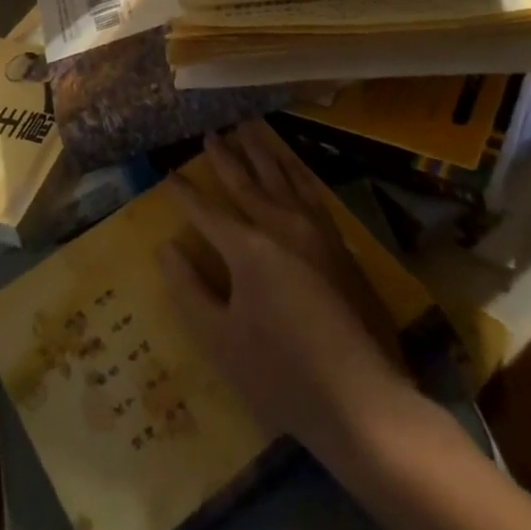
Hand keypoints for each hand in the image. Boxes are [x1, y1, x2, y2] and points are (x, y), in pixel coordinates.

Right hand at [158, 124, 432, 463]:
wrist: (364, 402)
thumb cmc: (281, 375)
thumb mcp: (219, 340)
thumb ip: (188, 290)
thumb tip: (166, 248)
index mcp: (249, 250)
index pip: (207, 212)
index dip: (185, 192)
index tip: (168, 171)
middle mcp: (282, 229)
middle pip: (248, 183)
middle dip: (226, 158)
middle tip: (212, 132)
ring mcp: (316, 235)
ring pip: (284, 179)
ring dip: (265, 152)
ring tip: (251, 127)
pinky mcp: (340, 247)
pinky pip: (313, 194)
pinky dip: (298, 173)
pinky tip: (293, 167)